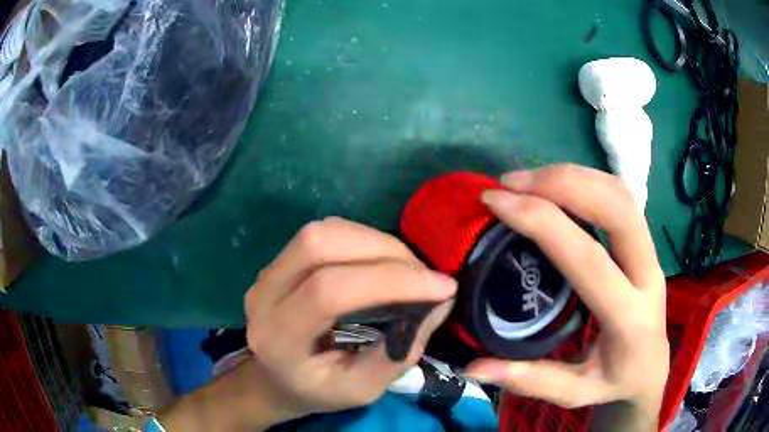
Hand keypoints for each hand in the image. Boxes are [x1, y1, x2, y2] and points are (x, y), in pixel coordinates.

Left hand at [237, 218, 455, 428]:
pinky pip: (321, 234)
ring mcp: (266, 273)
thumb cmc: (318, 391)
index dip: (390, 282)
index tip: (443, 288)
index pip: (328, 291)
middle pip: (320, 246)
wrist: (276, 378)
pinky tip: (380, 259)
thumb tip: (439, 302)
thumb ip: (400, 352)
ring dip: (375, 241)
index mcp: (278, 339)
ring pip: (321, 232)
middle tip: (425, 275)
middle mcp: (263, 295)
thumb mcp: (363, 390)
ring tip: (407, 267)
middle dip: (385, 252)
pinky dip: (361, 239)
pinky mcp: (278, 261)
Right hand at [466, 165, 668, 430]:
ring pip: (622, 195)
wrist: (651, 368)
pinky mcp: (646, 243)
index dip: (542, 223)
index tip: (497, 203)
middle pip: (617, 209)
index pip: (588, 259)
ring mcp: (651, 253)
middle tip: (513, 183)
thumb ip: (531, 380)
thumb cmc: (615, 382)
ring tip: (528, 179)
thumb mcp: (574, 393)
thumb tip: (474, 368)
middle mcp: (648, 275)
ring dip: (574, 177)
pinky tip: (559, 184)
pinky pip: (622, 197)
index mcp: (628, 318)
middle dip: (564, 185)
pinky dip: (588, 180)